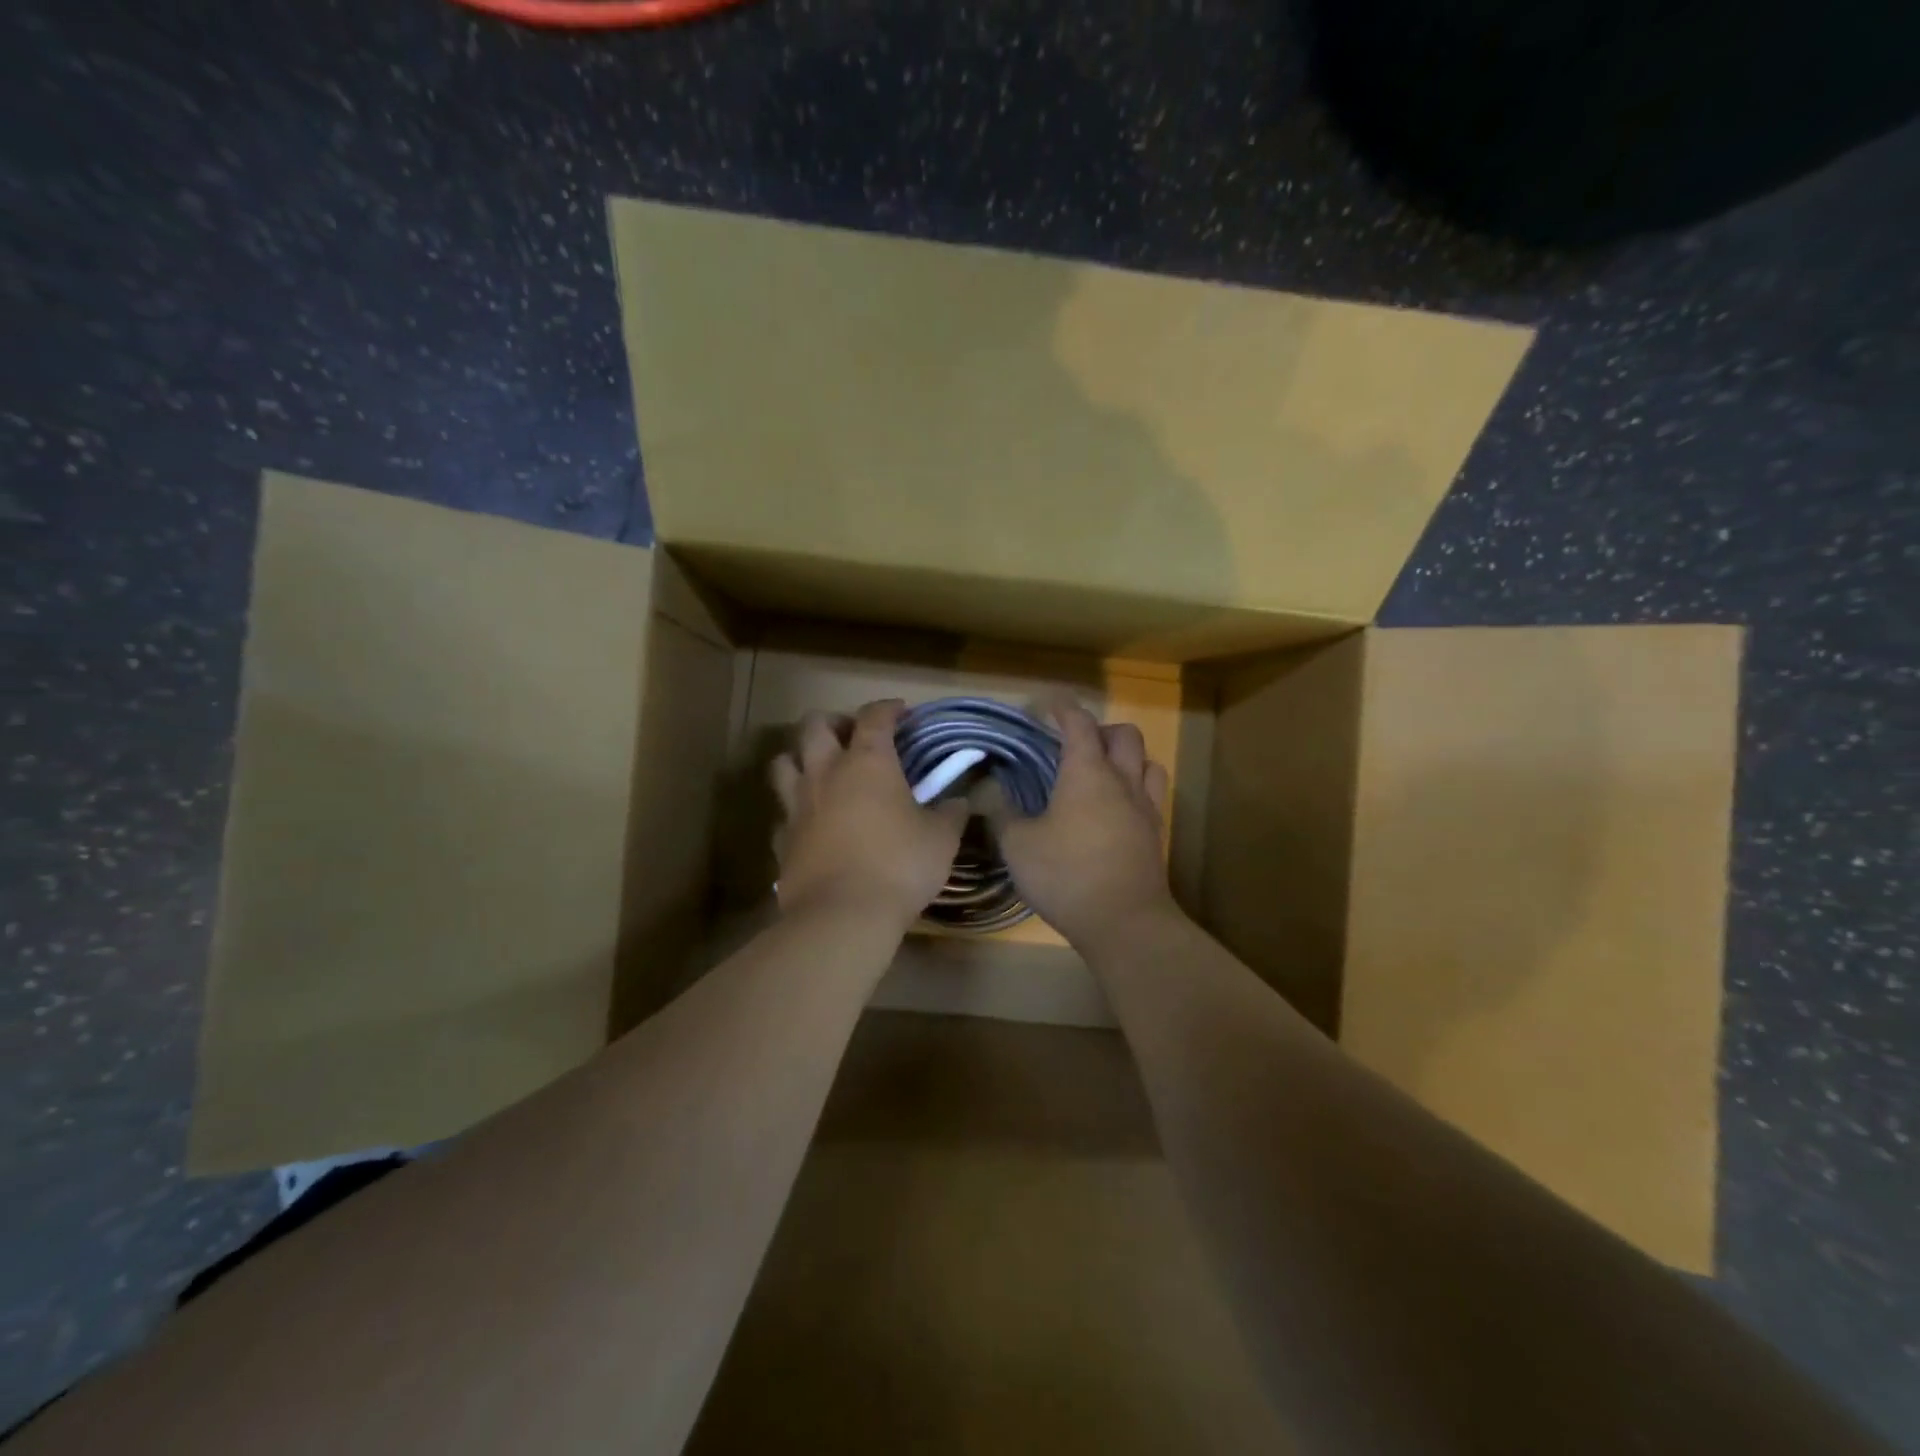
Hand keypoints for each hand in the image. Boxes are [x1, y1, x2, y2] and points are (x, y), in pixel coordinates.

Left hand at [770, 699, 968, 930]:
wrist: (843, 915)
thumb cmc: (899, 865)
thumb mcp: (940, 839)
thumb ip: (950, 814)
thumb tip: (961, 801)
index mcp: (867, 762)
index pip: (875, 716)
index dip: (888, 708)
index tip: (902, 712)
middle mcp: (826, 773)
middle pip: (814, 726)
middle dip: (834, 721)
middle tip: (853, 735)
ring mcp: (798, 805)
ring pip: (783, 762)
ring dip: (801, 757)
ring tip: (821, 770)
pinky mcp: (783, 840)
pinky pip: (783, 813)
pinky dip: (795, 810)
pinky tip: (811, 822)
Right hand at [987, 701, 1176, 951]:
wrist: (1125, 921)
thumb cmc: (1066, 875)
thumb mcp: (1018, 845)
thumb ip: (1002, 813)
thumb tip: (989, 791)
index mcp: (1087, 772)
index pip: (1078, 723)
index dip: (1062, 709)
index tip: (1047, 706)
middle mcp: (1122, 780)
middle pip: (1124, 735)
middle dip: (1100, 729)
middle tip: (1075, 744)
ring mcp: (1145, 807)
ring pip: (1146, 761)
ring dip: (1126, 757)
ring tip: (1102, 772)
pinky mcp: (1155, 834)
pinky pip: (1151, 794)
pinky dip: (1135, 787)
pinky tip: (1116, 808)